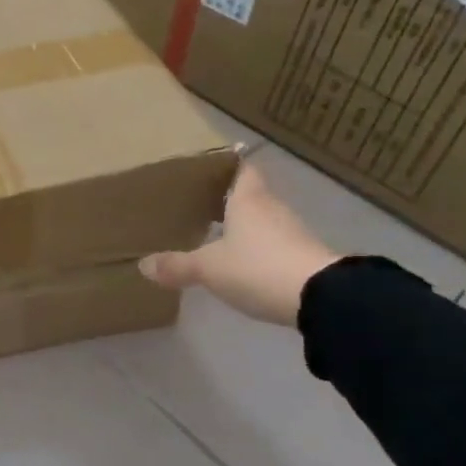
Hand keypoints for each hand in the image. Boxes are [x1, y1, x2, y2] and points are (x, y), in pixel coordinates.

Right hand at [139, 163, 338, 325]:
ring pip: (263, 222)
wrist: (322, 299)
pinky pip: (274, 246)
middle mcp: (272, 210)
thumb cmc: (258, 267)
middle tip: (201, 204)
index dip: (228, 166)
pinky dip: (258, 250)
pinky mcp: (305, 258)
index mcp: (248, 200)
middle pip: (251, 196)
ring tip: (216, 234)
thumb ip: (177, 265)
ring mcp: (292, 234)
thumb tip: (143, 265)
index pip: (242, 170)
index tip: (210, 168)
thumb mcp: (208, 268)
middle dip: (229, 200)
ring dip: (244, 227)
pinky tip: (241, 263)